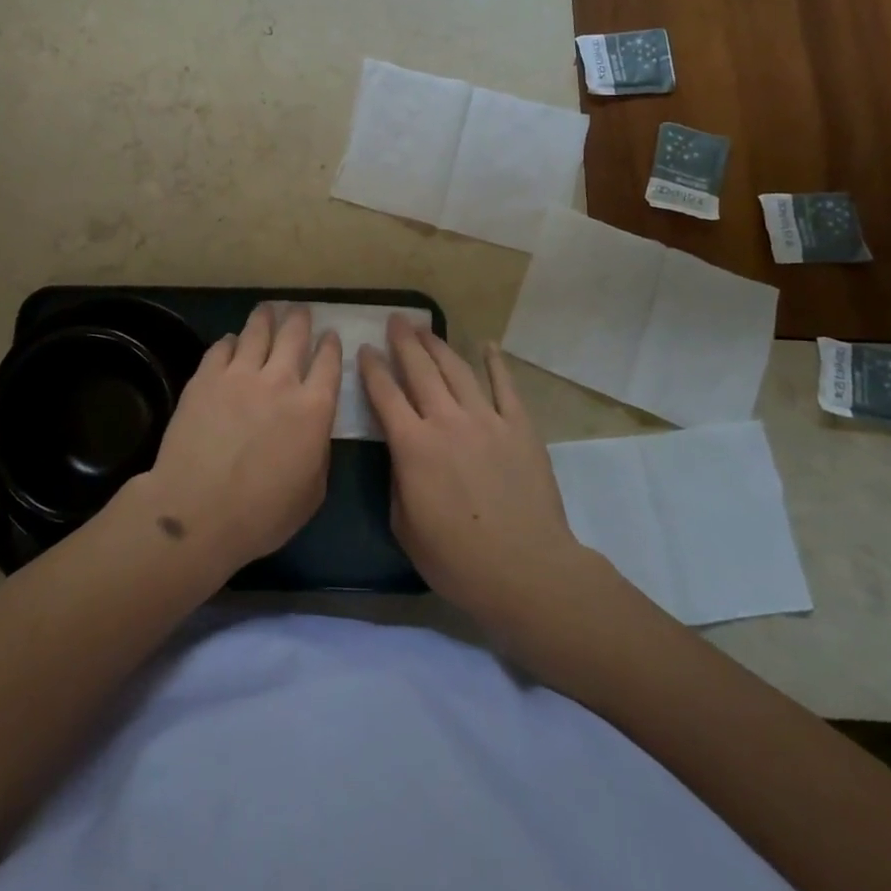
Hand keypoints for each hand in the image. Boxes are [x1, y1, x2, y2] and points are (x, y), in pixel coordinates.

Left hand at [136, 305, 341, 573]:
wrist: (198, 511)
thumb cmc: (262, 514)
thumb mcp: (312, 492)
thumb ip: (319, 451)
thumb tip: (314, 430)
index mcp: (313, 408)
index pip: (328, 364)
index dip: (330, 346)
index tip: (330, 335)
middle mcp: (280, 381)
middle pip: (294, 336)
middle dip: (300, 319)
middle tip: (300, 310)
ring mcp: (240, 374)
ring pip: (257, 332)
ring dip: (266, 318)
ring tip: (268, 309)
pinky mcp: (206, 377)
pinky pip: (222, 347)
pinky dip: (231, 341)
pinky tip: (231, 341)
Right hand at [360, 315, 592, 632]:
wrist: (526, 570)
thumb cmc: (457, 558)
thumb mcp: (405, 525)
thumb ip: (398, 480)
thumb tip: (401, 453)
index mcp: (413, 445)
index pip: (385, 394)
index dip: (372, 368)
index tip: (365, 349)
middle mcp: (446, 420)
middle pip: (420, 370)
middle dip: (404, 342)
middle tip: (396, 320)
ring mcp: (486, 419)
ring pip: (457, 370)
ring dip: (439, 345)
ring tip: (426, 329)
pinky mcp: (519, 426)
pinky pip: (505, 385)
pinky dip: (495, 362)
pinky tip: (488, 345)